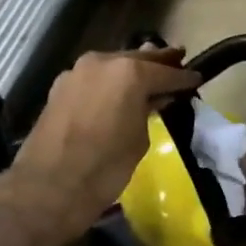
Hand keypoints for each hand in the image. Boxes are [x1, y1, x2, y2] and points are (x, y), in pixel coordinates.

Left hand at [8, 47, 200, 237]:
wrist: (49, 187)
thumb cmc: (105, 167)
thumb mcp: (139, 139)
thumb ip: (148, 110)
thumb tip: (153, 99)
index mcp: (128, 72)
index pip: (165, 72)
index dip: (183, 77)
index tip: (197, 77)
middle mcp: (102, 62)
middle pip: (136, 59)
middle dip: (158, 62)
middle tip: (178, 58)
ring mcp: (76, 72)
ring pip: (112, 65)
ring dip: (131, 69)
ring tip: (150, 73)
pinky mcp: (60, 87)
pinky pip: (94, 78)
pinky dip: (109, 81)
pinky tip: (118, 90)